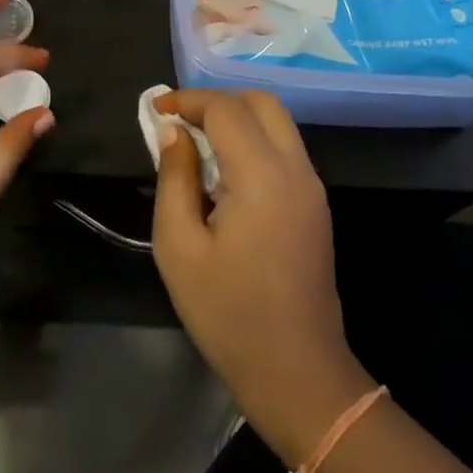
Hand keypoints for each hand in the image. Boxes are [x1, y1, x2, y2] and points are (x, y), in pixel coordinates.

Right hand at [151, 90, 371, 464]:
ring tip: (197, 146)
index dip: (188, 100)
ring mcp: (312, 188)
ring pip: (278, 124)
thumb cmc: (228, 313)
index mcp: (262, 176)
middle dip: (218, 102)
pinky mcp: (316, 206)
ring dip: (238, 120)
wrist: (296, 372)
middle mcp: (296, 170)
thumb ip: (175, 178)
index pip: (226, 110)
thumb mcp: (179, 246)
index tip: (156, 110)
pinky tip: (225, 174)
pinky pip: (286, 151)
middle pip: (262, 103)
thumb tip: (174, 133)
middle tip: (180, 123)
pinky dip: (254, 142)